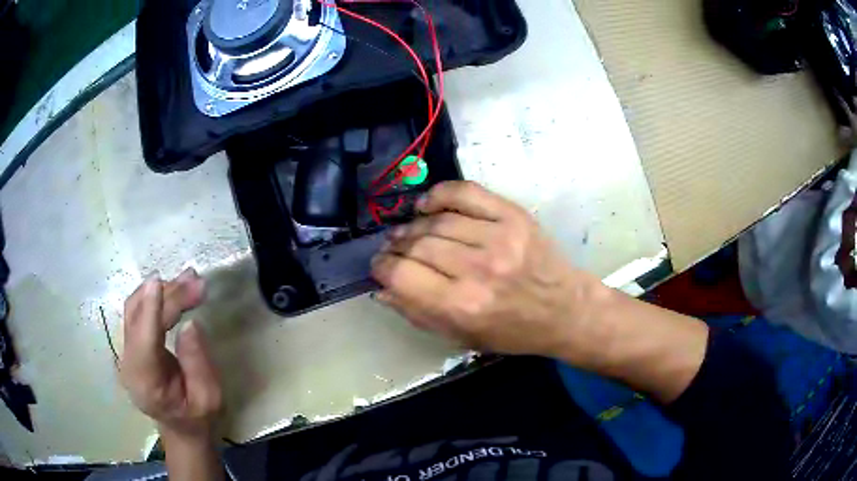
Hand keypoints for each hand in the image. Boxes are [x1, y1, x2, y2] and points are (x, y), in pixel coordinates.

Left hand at [120, 268, 222, 441]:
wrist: (179, 426)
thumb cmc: (196, 417)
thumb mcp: (208, 398)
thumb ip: (198, 364)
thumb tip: (190, 324)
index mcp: (146, 383)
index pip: (143, 341)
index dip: (149, 311)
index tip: (158, 283)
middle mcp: (129, 363)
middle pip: (139, 318)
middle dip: (167, 296)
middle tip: (197, 283)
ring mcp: (126, 350)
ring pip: (135, 308)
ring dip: (161, 291)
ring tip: (189, 280)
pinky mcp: (130, 342)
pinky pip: (137, 311)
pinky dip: (155, 296)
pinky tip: (173, 288)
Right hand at [371, 181, 604, 359]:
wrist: (564, 309)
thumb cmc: (511, 331)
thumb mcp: (461, 337)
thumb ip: (417, 314)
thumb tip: (381, 289)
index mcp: (462, 306)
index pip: (401, 275)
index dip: (381, 267)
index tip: (380, 266)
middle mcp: (478, 269)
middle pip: (416, 244)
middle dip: (396, 246)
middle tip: (393, 249)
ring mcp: (498, 237)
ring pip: (437, 220)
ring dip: (414, 225)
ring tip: (409, 232)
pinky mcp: (513, 216)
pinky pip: (465, 193)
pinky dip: (440, 194)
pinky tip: (428, 205)